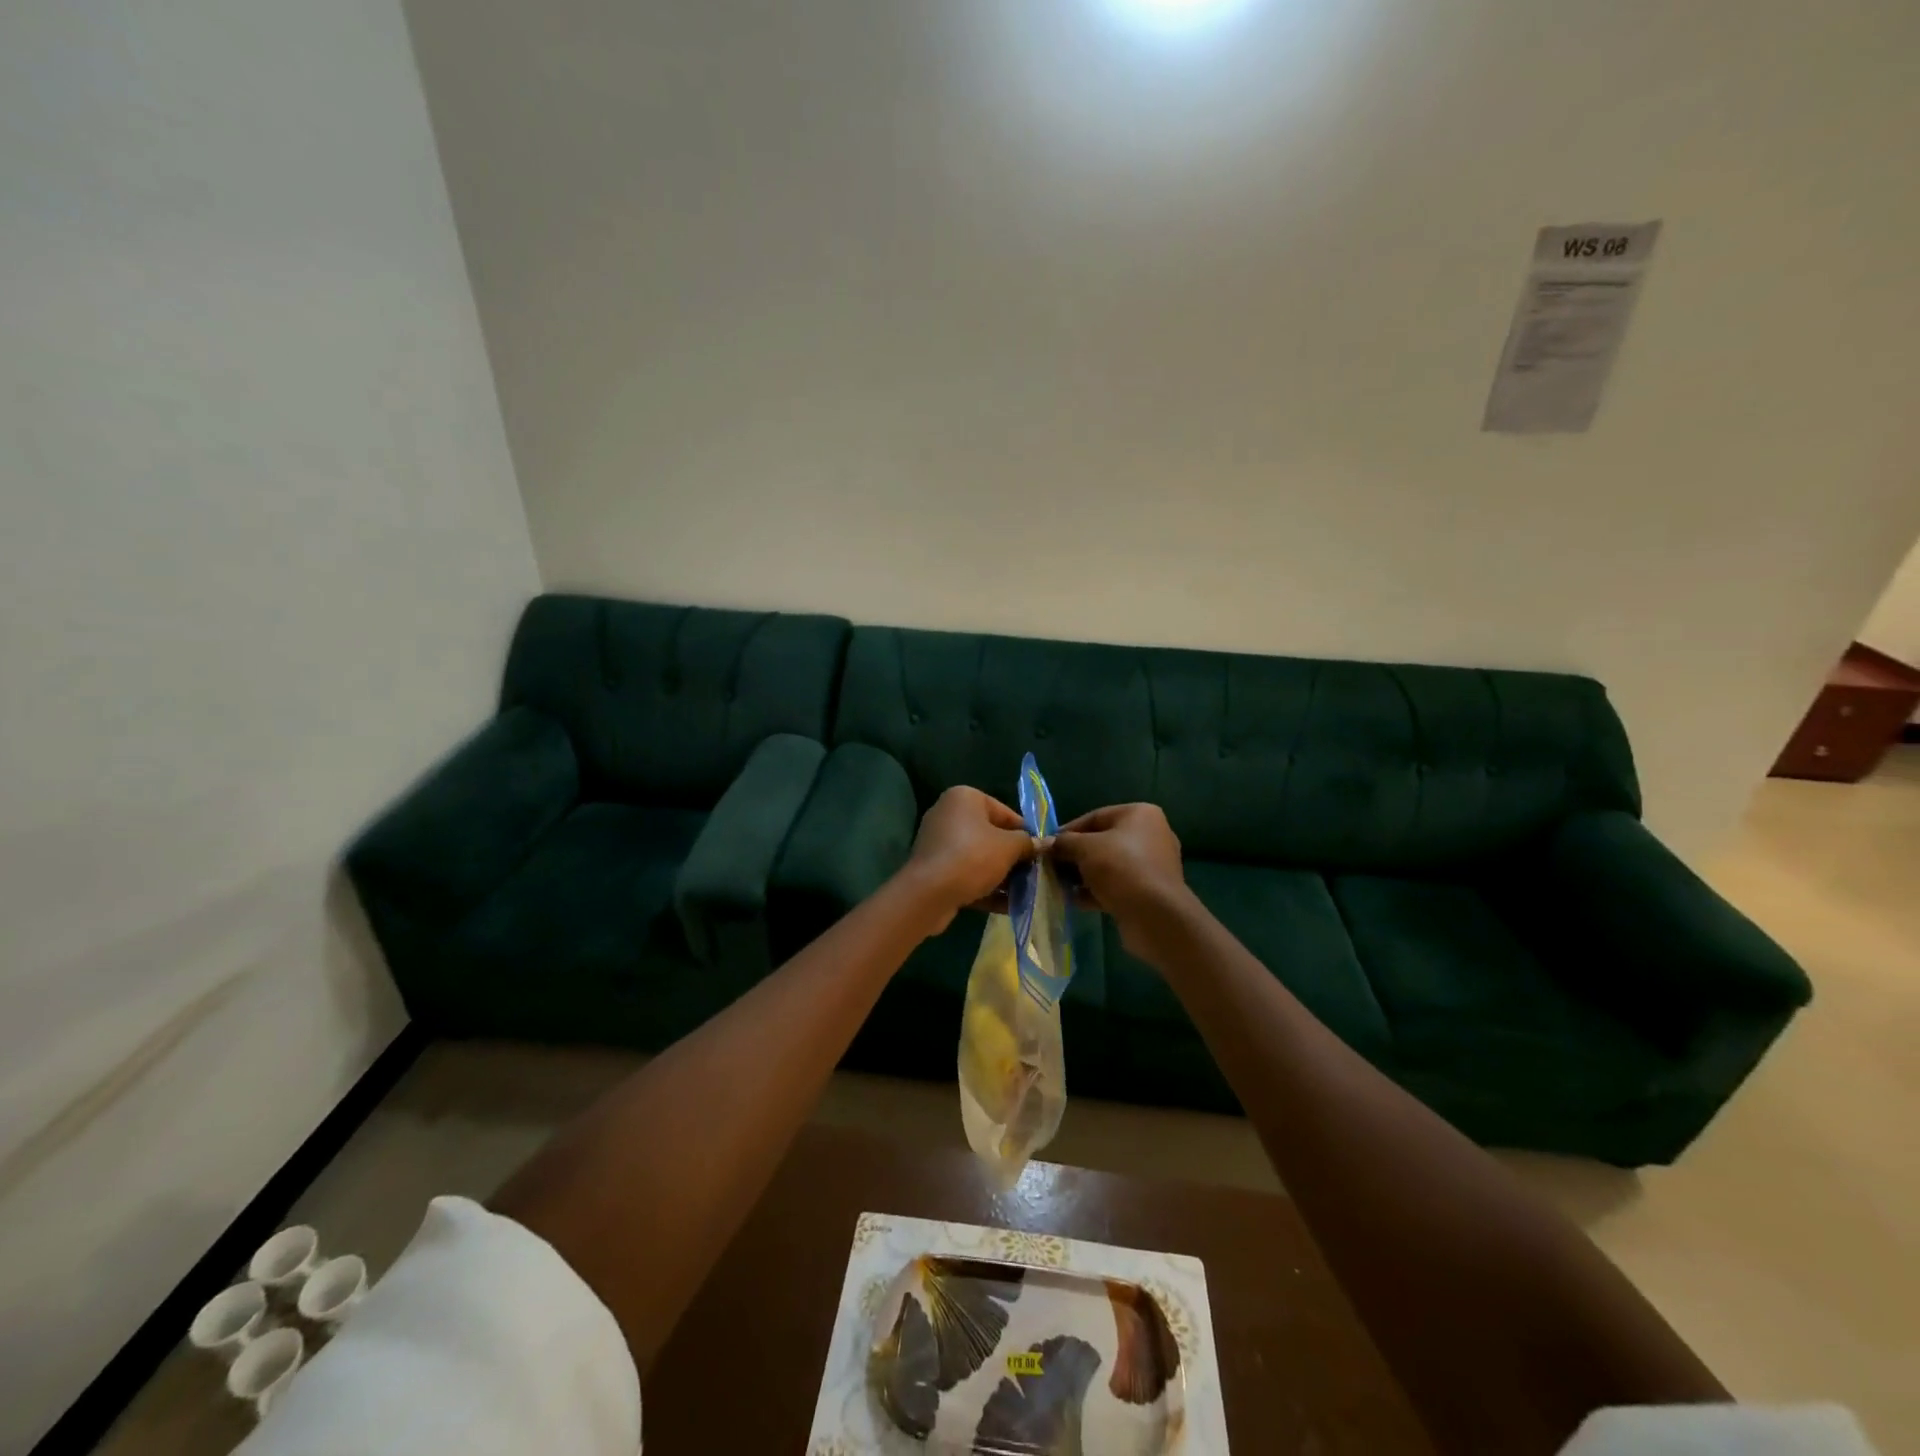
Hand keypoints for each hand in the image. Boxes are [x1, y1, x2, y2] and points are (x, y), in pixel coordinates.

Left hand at [901, 786, 1035, 933]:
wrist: (928, 894)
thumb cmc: (972, 857)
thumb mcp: (1008, 847)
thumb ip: (1027, 843)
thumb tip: (1044, 843)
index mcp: (964, 798)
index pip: (1005, 813)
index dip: (1026, 834)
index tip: (1041, 853)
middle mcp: (949, 815)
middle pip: (992, 836)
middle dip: (1014, 858)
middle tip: (1035, 874)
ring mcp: (939, 844)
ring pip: (980, 859)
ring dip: (1003, 876)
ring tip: (1027, 893)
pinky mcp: (935, 870)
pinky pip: (967, 875)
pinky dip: (986, 888)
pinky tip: (1010, 906)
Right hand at [1049, 804, 1188, 954]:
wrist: (1155, 916)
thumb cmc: (1121, 868)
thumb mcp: (1085, 848)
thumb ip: (1064, 843)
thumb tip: (1046, 844)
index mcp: (1140, 815)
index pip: (1095, 817)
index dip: (1068, 831)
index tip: (1048, 846)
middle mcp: (1150, 835)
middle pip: (1101, 841)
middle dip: (1074, 855)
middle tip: (1050, 866)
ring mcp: (1151, 866)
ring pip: (1108, 865)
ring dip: (1083, 875)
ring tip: (1059, 885)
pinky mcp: (1148, 892)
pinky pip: (1116, 885)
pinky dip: (1096, 891)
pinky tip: (1074, 900)